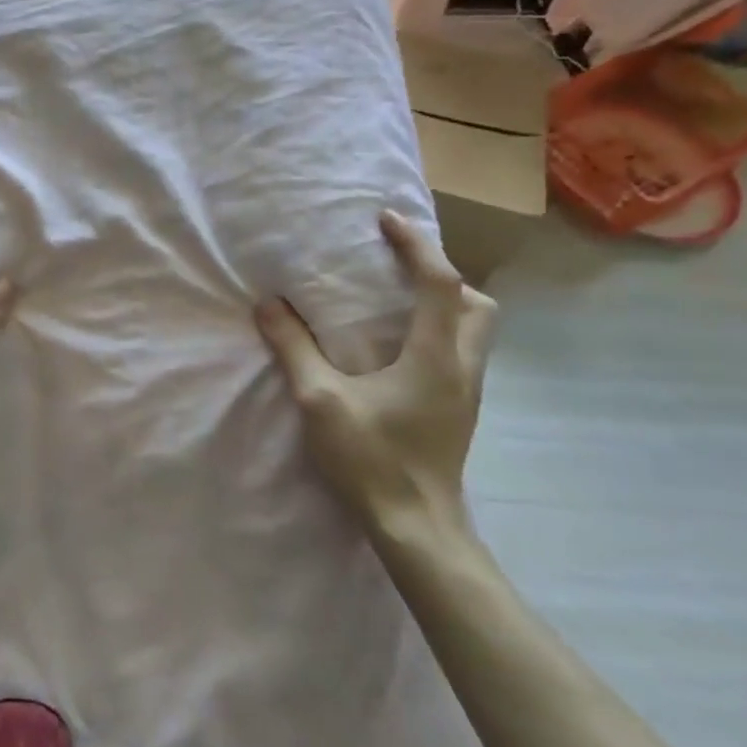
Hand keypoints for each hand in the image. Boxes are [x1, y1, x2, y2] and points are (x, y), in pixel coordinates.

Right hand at [255, 210, 498, 536]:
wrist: (416, 526)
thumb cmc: (372, 459)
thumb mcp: (320, 400)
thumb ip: (294, 348)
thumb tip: (269, 305)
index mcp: (436, 355)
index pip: (440, 282)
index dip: (416, 244)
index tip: (386, 220)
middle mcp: (463, 366)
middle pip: (476, 303)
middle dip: (443, 275)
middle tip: (399, 269)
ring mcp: (468, 391)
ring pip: (476, 329)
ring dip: (446, 303)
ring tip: (398, 300)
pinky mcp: (460, 409)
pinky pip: (462, 350)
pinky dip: (439, 330)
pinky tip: (398, 346)